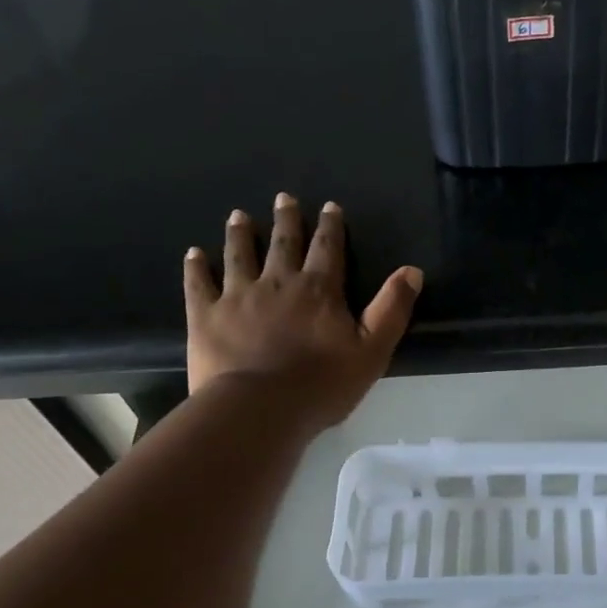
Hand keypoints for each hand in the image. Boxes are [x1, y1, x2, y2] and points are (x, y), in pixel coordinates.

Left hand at [182, 193, 422, 425]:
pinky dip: (196, 267)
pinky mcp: (206, 316)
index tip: (329, 206)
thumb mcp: (372, 350)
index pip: (328, 249)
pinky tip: (194, 254)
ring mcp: (237, 296)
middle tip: (283, 198)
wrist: (260, 409)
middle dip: (286, 220)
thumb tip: (412, 270)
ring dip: (240, 234)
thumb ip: (391, 309)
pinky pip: (199, 284)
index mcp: (319, 290)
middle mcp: (277, 282)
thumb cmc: (323, 384)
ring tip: (239, 216)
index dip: (330, 227)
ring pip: (239, 255)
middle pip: (283, 243)